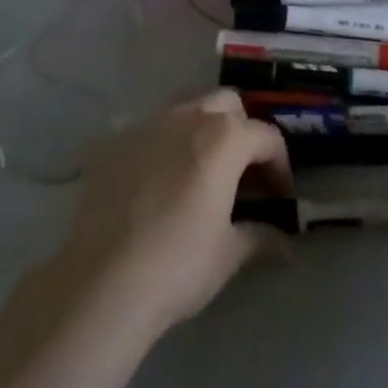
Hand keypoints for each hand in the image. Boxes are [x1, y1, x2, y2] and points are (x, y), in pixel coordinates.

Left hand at [61, 89, 292, 338]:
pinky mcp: (115, 143)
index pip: (266, 137)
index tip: (280, 196)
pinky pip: (150, 131)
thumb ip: (260, 236)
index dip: (280, 165)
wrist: (101, 282)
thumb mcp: (228, 253)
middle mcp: (190, 117)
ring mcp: (149, 125)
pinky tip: (157, 182)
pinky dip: (164, 146)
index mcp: (225, 137)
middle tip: (241, 172)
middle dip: (242, 130)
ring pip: (187, 109)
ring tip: (201, 169)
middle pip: (228, 105)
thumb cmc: (178, 264)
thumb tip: (286, 243)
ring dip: (202, 129)